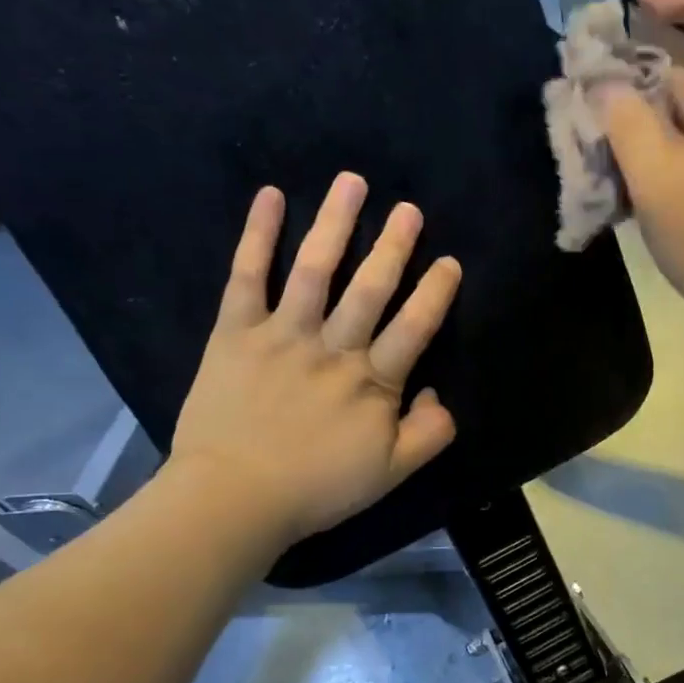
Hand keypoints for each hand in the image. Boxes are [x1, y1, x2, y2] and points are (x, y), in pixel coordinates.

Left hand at [169, 173, 461, 545]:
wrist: (233, 499)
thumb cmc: (317, 488)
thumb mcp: (392, 474)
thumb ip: (430, 434)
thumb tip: (438, 393)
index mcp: (373, 382)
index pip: (414, 327)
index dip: (435, 293)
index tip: (450, 262)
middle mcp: (333, 348)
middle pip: (370, 288)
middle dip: (394, 245)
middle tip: (409, 209)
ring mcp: (283, 335)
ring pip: (315, 270)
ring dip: (335, 223)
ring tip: (352, 183)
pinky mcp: (236, 333)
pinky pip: (247, 277)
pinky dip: (257, 235)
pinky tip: (270, 197)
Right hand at [603, 0, 683, 342]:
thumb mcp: (659, 177)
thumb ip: (626, 124)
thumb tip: (604, 86)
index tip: (635, 1)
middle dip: (632, 81)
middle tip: (582, 102)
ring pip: (676, 126)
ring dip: (632, 131)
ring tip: (587, 152)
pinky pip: (678, 163)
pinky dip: (646, 166)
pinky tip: (614, 191)